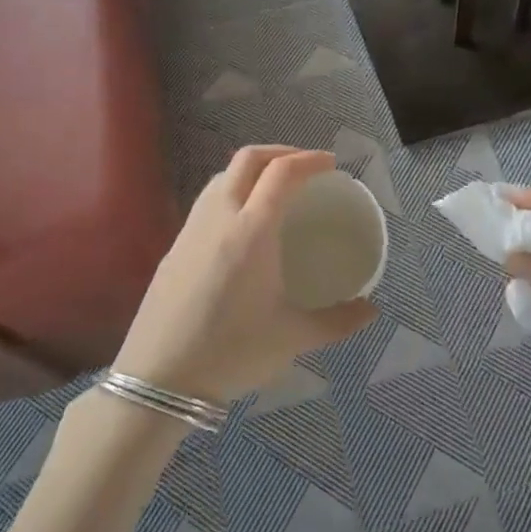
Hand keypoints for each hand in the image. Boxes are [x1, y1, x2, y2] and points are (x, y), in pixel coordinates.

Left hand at [113, 146, 376, 406]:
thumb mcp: (293, 338)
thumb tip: (371, 310)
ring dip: (251, 170)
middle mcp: (219, 218)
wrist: (159, 379)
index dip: (310, 160)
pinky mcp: (174, 247)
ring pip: (221, 176)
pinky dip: (231, 192)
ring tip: (274, 190)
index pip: (282, 173)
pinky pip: (206, 201)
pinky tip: (241, 224)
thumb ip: (337, 321)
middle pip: (247, 159)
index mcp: (252, 231)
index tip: (332, 164)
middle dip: (280, 152)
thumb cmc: (232, 352)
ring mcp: (190, 230)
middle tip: (306, 168)